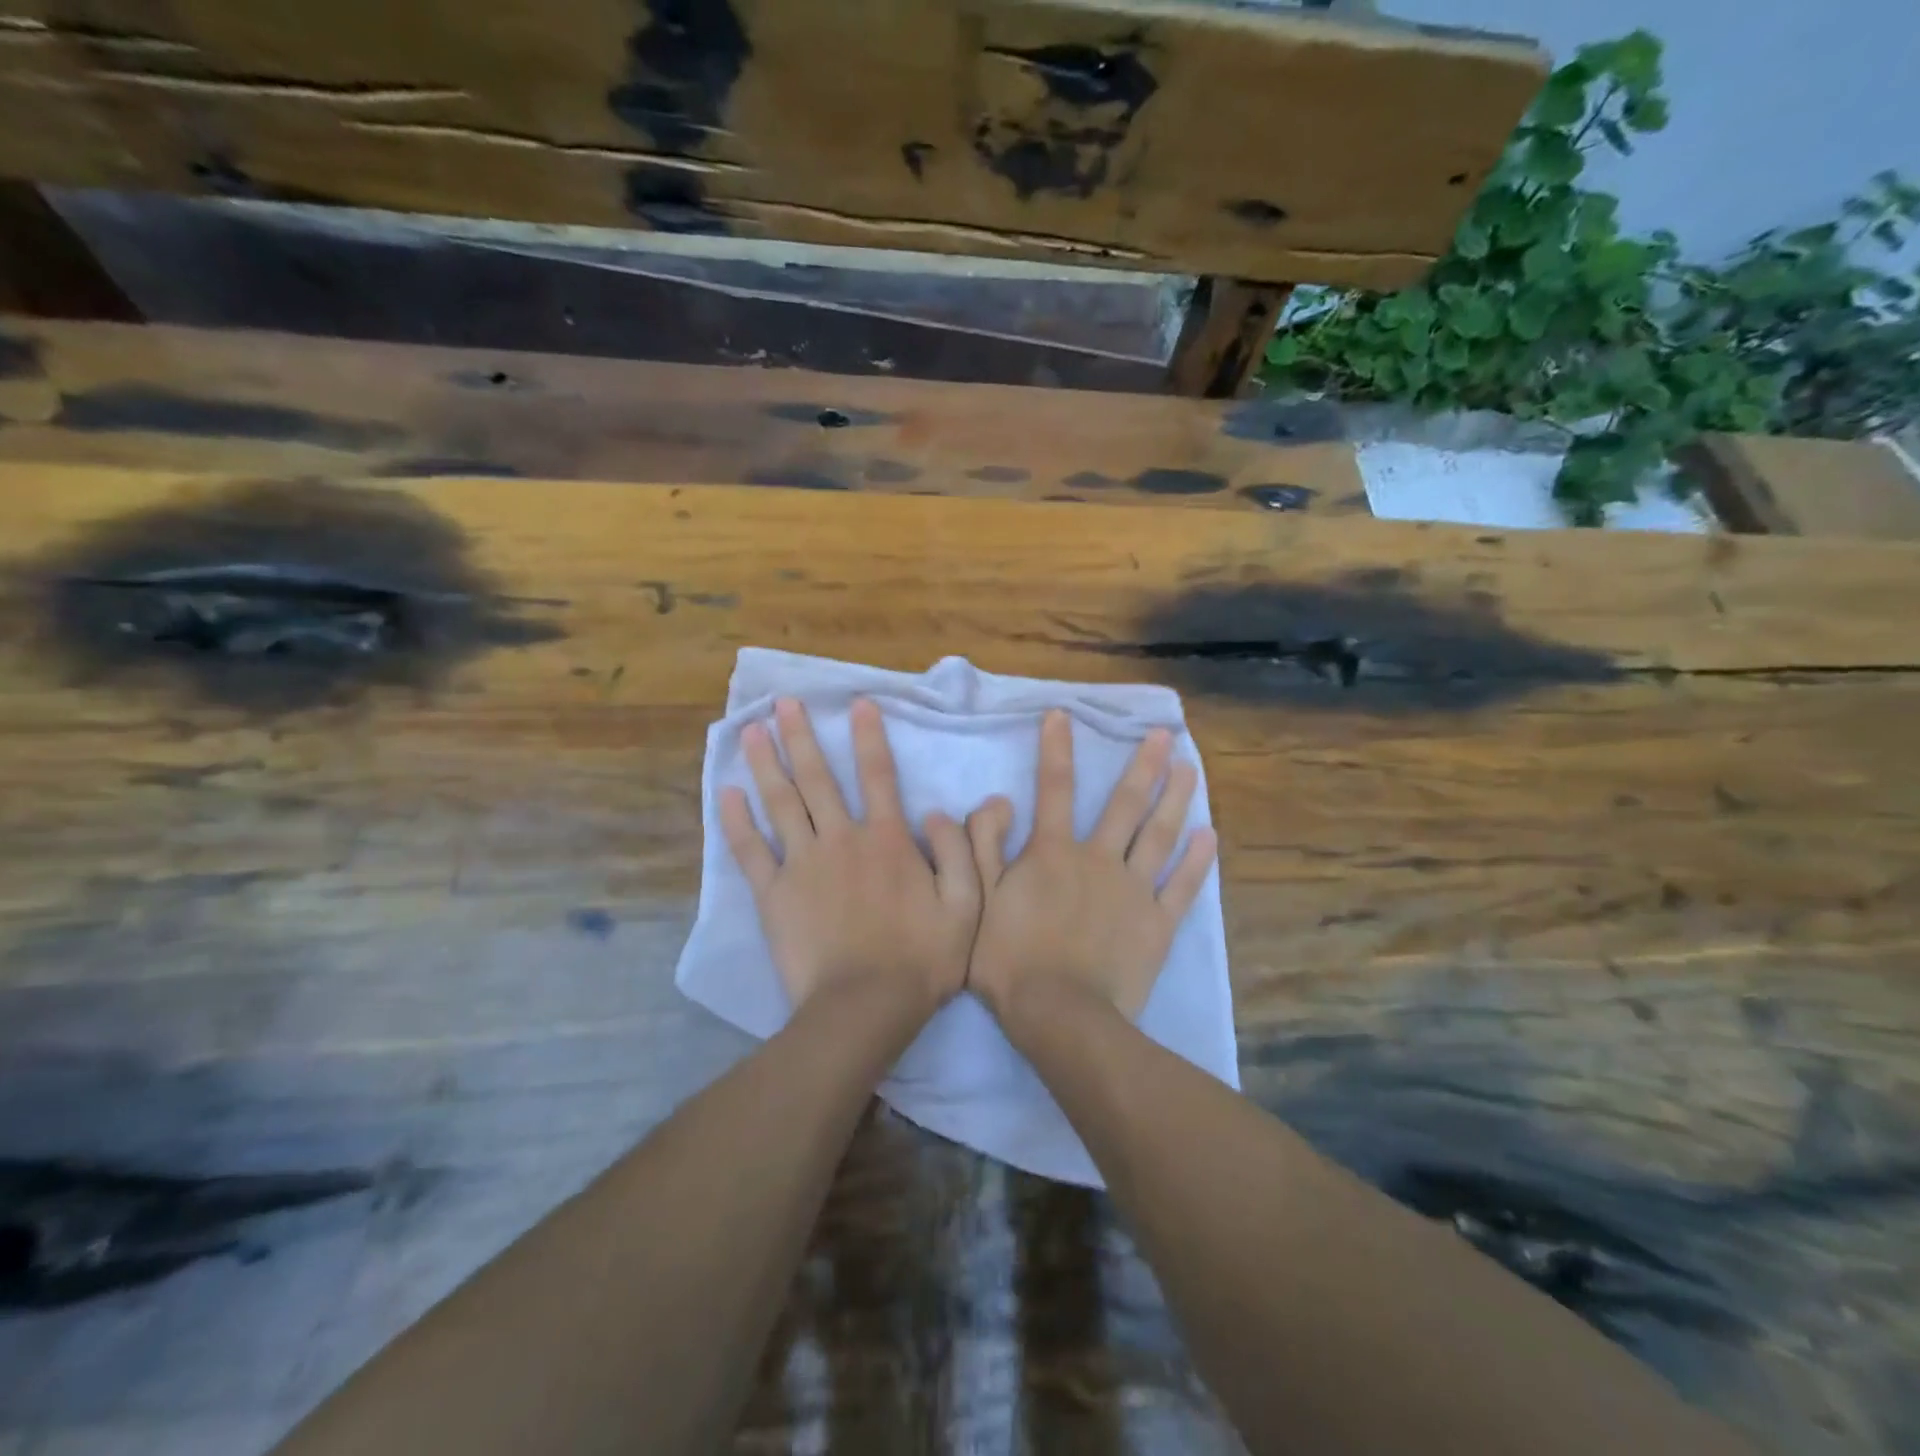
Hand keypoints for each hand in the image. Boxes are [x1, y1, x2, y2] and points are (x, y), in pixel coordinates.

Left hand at [720, 697, 979, 1018]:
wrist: (864, 1007)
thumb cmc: (921, 958)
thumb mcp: (966, 905)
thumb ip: (960, 852)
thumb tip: (940, 810)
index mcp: (887, 839)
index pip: (879, 775)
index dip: (869, 736)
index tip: (857, 703)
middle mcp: (841, 839)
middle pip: (818, 778)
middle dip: (801, 736)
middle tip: (783, 702)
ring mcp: (802, 864)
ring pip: (780, 803)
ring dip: (765, 763)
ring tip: (749, 730)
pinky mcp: (773, 894)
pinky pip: (751, 851)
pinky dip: (736, 821)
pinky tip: (726, 793)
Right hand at [966, 710, 1217, 1035]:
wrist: (1059, 1014)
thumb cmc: (1010, 959)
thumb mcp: (979, 899)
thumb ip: (983, 845)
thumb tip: (996, 799)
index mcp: (1053, 852)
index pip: (1053, 788)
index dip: (1056, 749)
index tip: (1063, 715)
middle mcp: (1099, 859)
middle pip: (1124, 804)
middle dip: (1143, 765)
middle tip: (1164, 734)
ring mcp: (1134, 890)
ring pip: (1159, 835)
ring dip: (1176, 798)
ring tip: (1191, 767)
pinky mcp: (1157, 923)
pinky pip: (1182, 887)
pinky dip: (1198, 862)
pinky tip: (1210, 836)